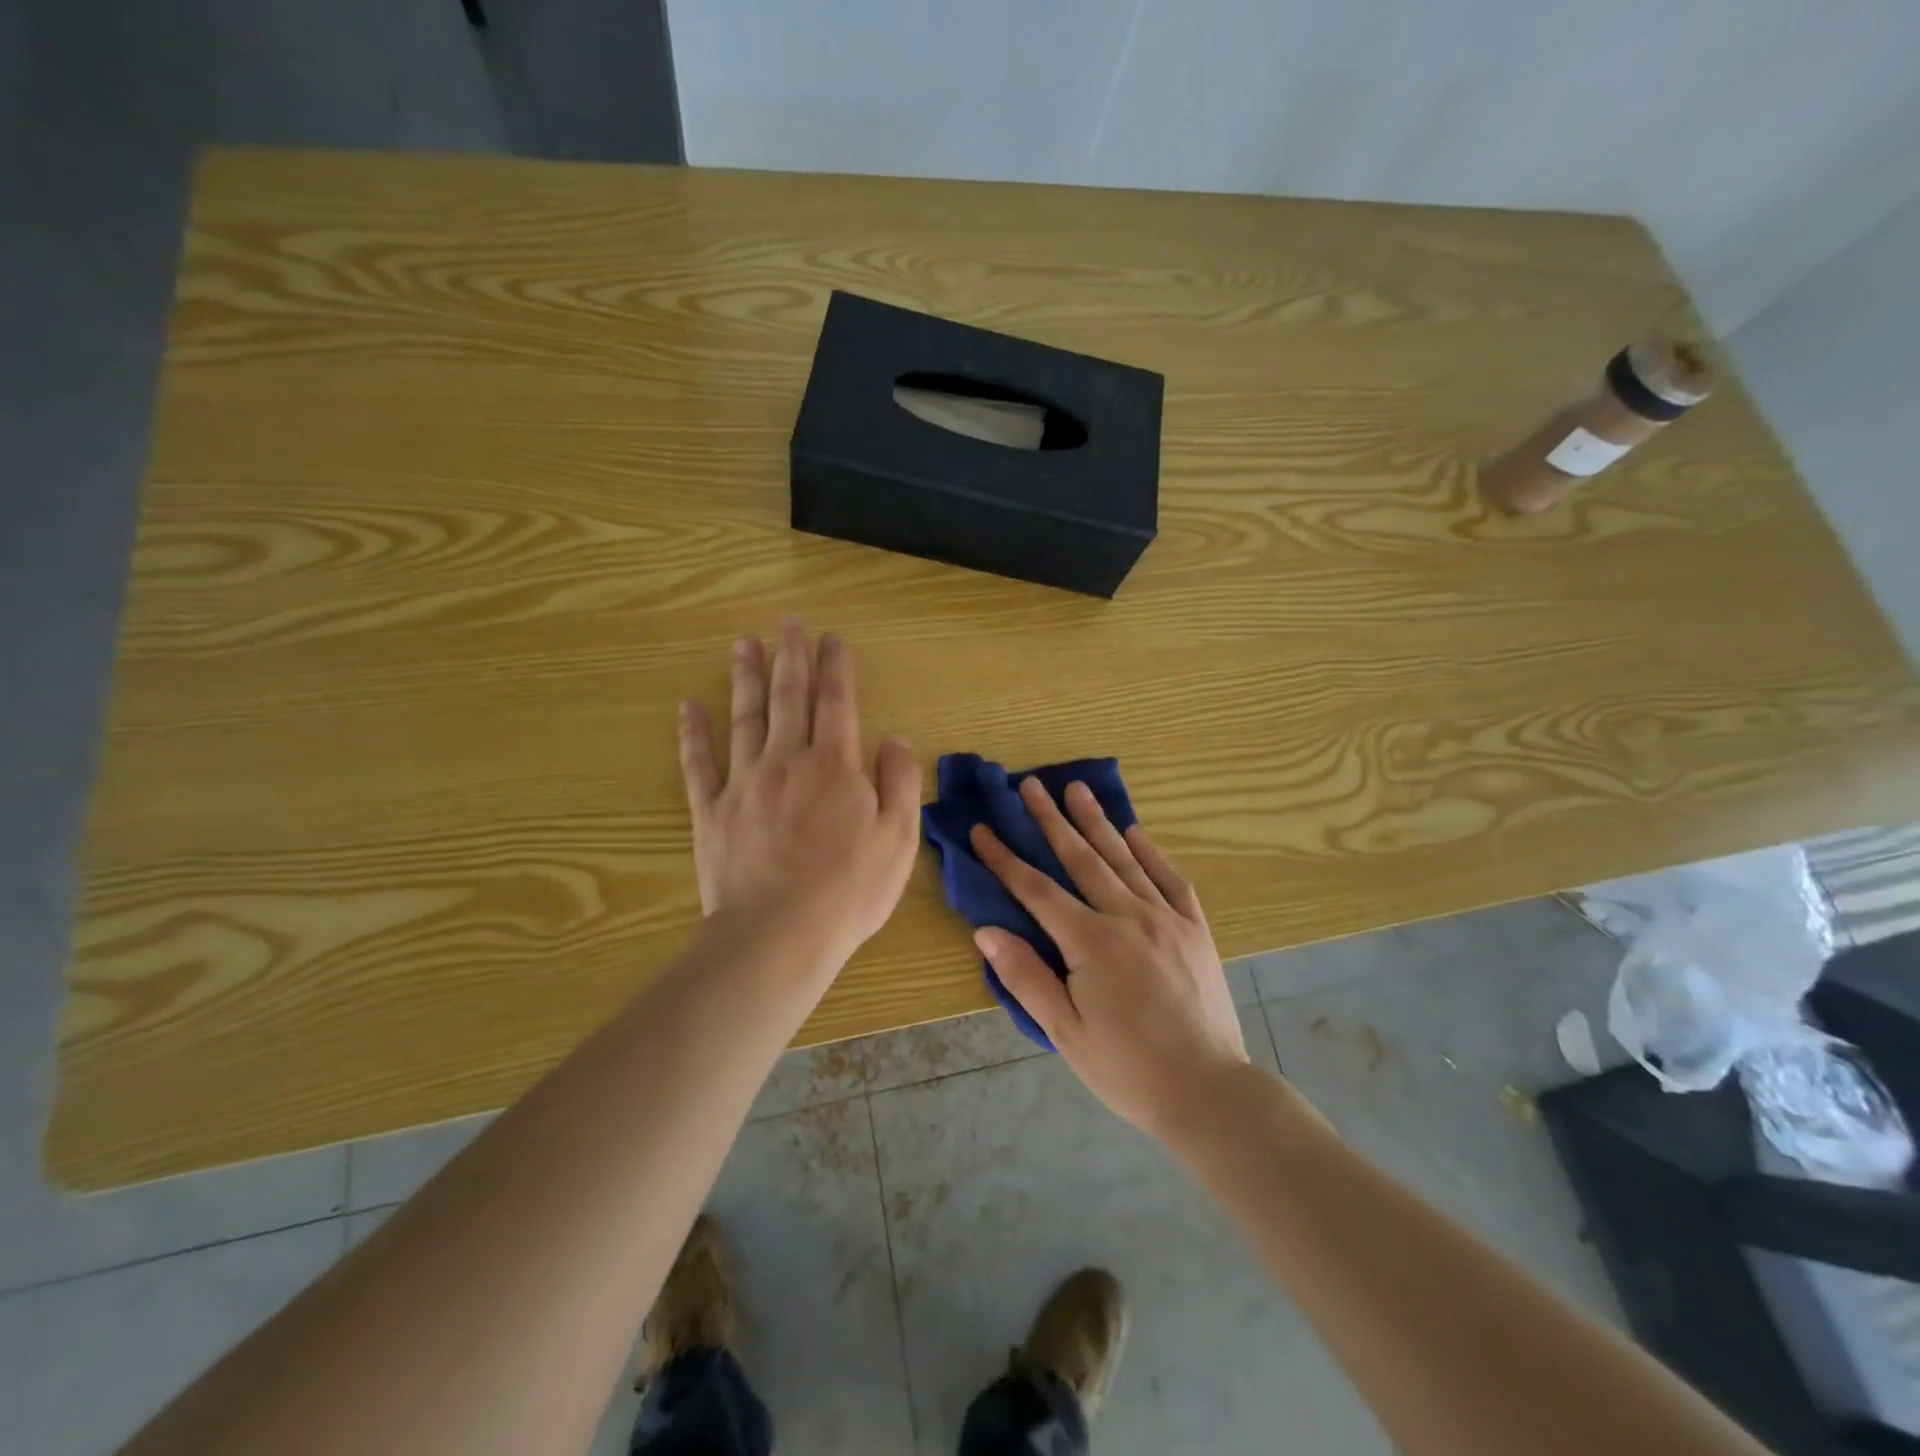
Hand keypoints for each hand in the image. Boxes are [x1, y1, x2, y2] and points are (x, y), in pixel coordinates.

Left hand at [678, 622, 922, 970]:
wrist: (779, 935)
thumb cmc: (849, 889)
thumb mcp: (898, 838)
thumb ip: (900, 782)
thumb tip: (894, 738)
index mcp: (835, 765)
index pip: (836, 702)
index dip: (835, 666)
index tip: (832, 637)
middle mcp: (787, 761)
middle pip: (789, 697)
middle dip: (791, 657)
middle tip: (787, 623)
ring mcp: (744, 783)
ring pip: (744, 718)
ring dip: (745, 678)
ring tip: (743, 644)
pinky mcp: (711, 811)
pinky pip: (699, 764)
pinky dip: (692, 733)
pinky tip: (688, 706)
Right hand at [971, 778, 1247, 1137]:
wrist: (1209, 1092)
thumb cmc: (1128, 1069)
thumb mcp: (1065, 1032)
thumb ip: (1025, 977)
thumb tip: (986, 930)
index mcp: (1091, 942)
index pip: (1036, 889)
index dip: (1005, 858)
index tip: (982, 828)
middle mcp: (1128, 916)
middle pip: (1081, 858)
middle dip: (1051, 819)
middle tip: (1030, 784)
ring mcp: (1166, 918)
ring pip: (1124, 858)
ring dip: (1097, 822)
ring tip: (1076, 789)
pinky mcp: (1195, 929)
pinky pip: (1171, 879)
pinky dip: (1151, 852)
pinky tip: (1136, 832)